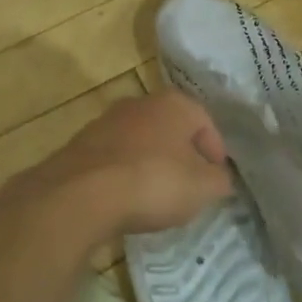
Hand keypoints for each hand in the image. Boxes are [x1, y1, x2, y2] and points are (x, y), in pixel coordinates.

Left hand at [15, 92, 232, 238]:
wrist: (82, 193)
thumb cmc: (154, 182)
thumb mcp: (202, 188)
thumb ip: (219, 180)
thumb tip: (219, 177)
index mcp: (175, 103)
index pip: (206, 123)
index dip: (216, 152)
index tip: (216, 179)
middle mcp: (141, 102)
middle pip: (172, 129)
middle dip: (182, 155)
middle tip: (190, 186)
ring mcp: (107, 120)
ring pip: (141, 141)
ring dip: (152, 163)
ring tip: (156, 196)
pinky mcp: (82, 144)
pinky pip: (115, 158)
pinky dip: (125, 174)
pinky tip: (126, 198)